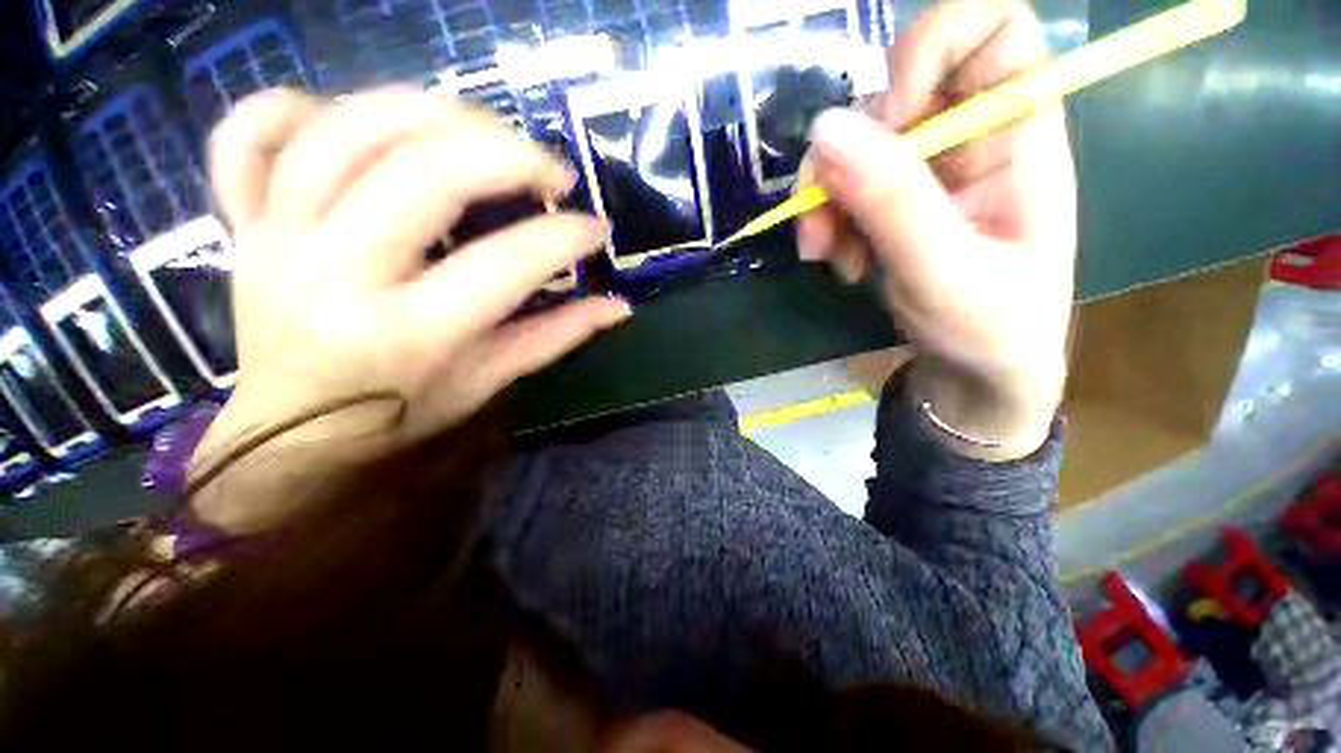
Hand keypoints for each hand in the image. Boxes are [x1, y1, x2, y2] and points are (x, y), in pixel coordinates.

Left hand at [190, 88, 629, 531]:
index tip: (595, 228)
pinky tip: (353, 117)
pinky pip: (246, 136)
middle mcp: (335, 276)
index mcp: (408, 334)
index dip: (562, 238)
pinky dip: (295, 103)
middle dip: (507, 156)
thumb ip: (557, 336)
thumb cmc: (404, 413)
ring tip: (483, 129)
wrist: (294, 435)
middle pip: (422, 175)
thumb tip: (619, 307)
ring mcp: (276, 238)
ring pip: (345, 132)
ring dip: (430, 112)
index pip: (503, 265)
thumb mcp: (491, 380)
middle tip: (551, 169)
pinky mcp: (244, 224)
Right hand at [798, 0, 1074, 458]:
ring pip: (852, 147)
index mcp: (1019, 134)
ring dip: (823, 201)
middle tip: (822, 223)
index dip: (931, 45)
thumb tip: (824, 129)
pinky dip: (826, 223)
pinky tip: (836, 262)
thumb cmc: (991, 328)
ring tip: (825, 256)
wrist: (976, 373)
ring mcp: (924, 172)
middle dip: (843, 156)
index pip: (993, 26)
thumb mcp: (945, 270)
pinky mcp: (890, 203)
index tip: (889, 120)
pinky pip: (840, 188)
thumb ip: (892, 202)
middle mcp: (969, 137)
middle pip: (893, 93)